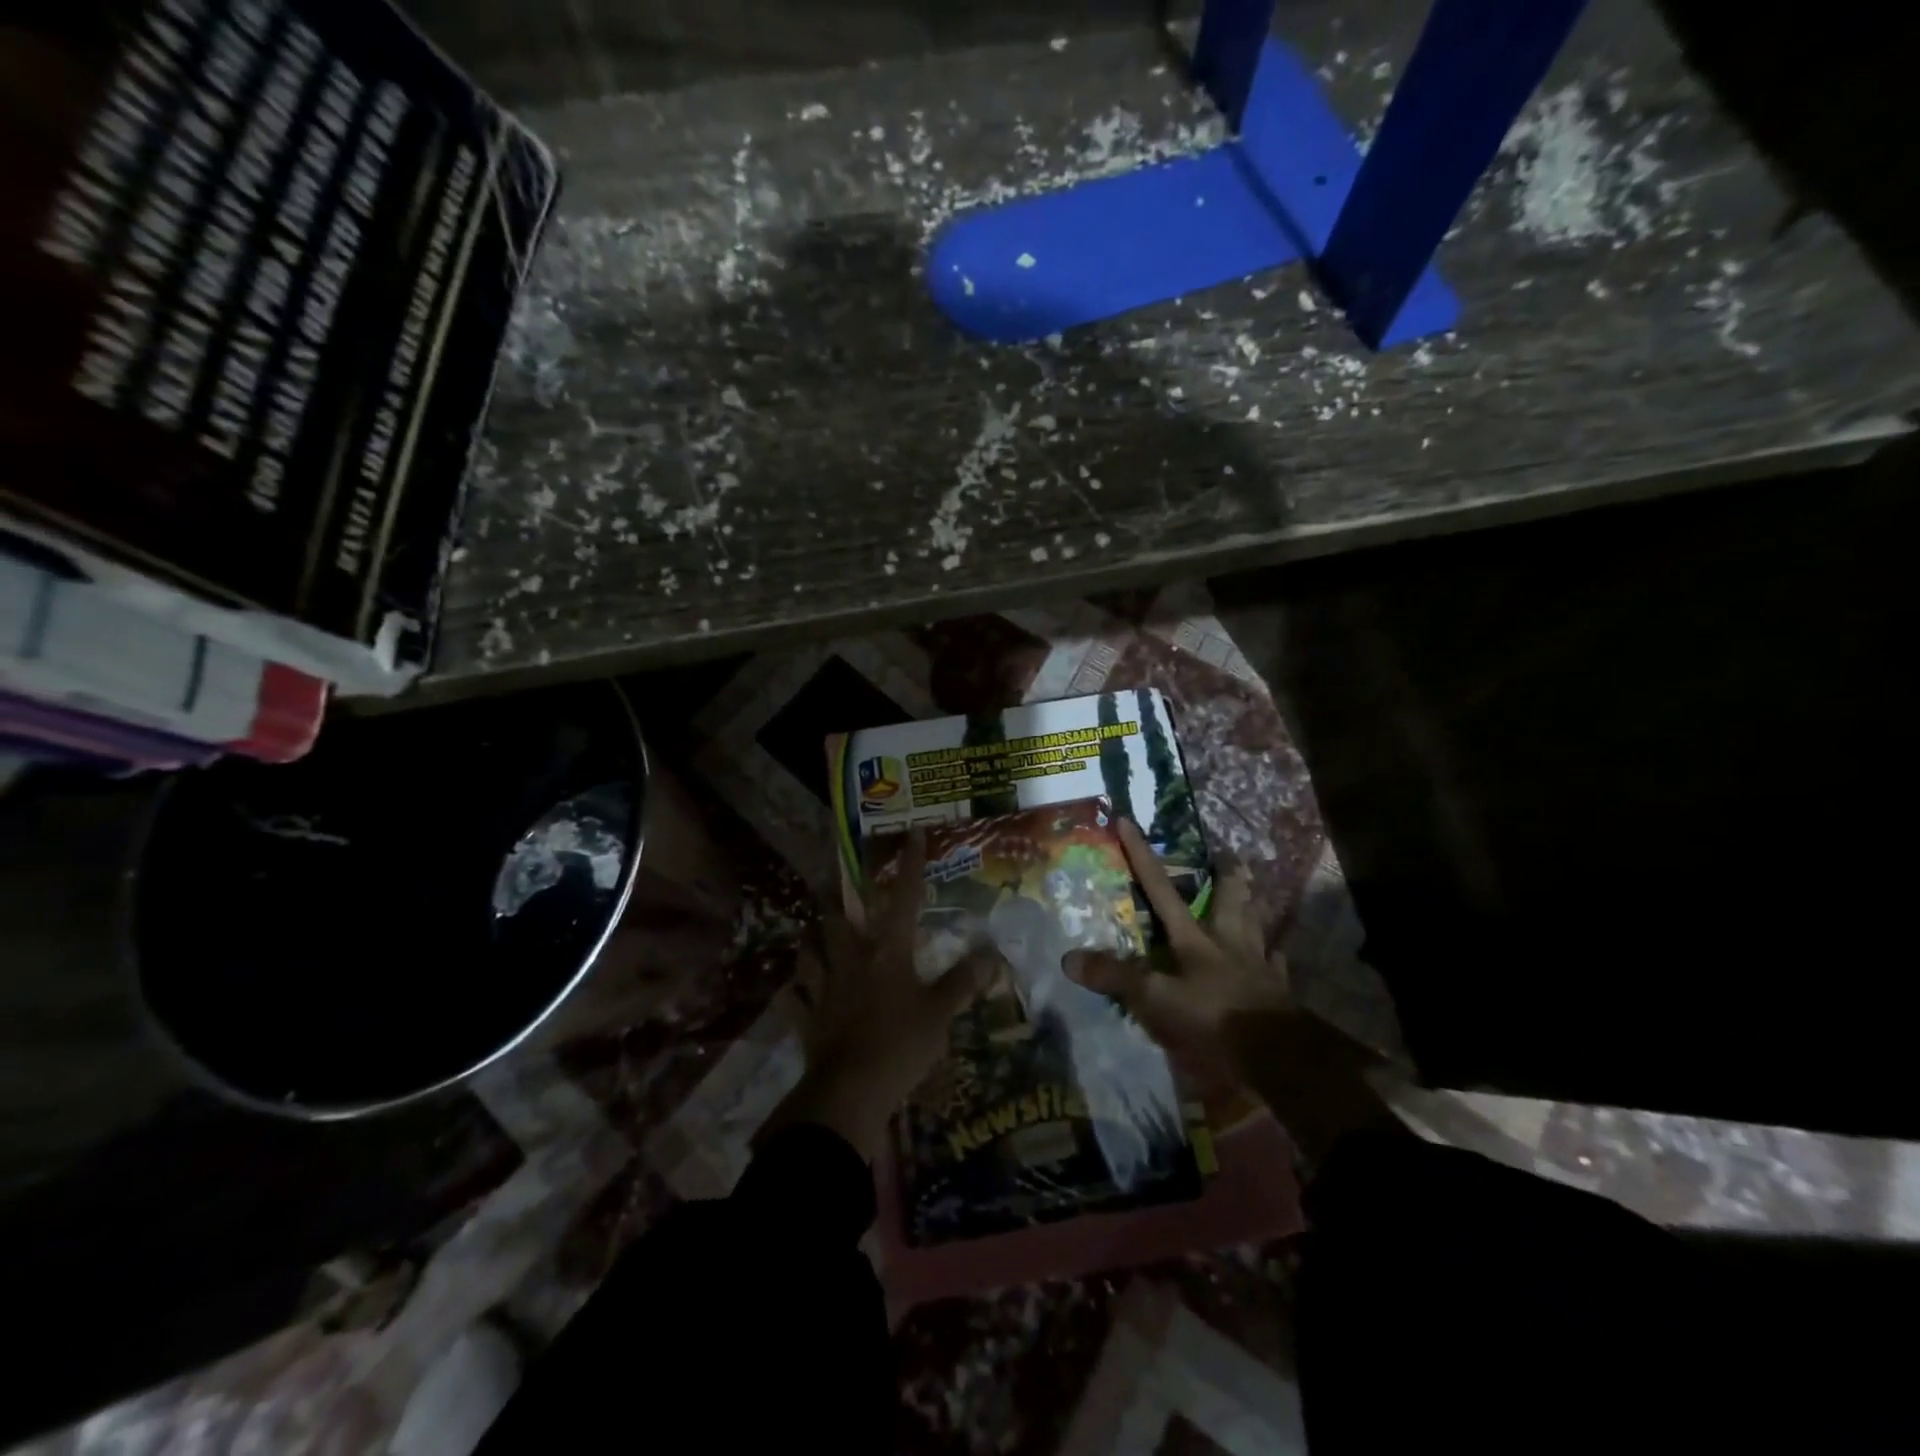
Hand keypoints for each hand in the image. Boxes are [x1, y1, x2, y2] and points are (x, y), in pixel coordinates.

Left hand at [771, 830, 999, 1158]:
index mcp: (887, 952)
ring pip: (810, 948)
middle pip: (837, 917)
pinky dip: (799, 986)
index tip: (914, 834)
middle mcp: (851, 959)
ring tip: (817, 930)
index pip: (903, 898)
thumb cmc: (900, 1045)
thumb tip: (992, 955)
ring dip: (813, 937)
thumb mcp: (940, 1015)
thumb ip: (963, 983)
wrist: (850, 1092)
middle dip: (838, 897)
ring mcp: (824, 986)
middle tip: (841, 889)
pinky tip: (800, 987)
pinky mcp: (808, 1015)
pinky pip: (798, 993)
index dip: (910, 865)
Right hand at [1068, 819, 1395, 1166]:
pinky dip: (1273, 955)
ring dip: (1254, 905)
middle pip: (1228, 899)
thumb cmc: (1213, 1020)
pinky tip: (1276, 953)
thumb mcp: (1155, 1000)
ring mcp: (1257, 964)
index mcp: (1193, 939)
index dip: (1141, 855)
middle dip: (1226, 874)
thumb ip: (1116, 977)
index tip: (1127, 820)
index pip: (1160, 888)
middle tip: (1229, 853)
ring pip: (1256, 924)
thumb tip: (1068, 958)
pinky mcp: (1278, 990)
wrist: (1277, 1054)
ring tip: (1255, 890)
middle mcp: (1227, 942)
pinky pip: (1276, 964)